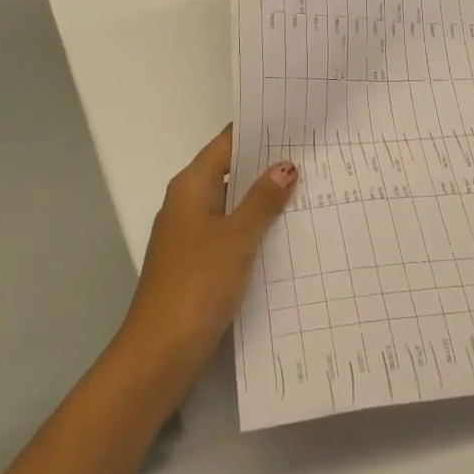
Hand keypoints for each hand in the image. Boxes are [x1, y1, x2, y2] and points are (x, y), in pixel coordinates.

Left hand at [115, 126, 296, 400]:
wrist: (160, 352)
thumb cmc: (197, 283)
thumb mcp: (236, 237)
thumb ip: (262, 200)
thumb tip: (285, 166)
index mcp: (190, 186)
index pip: (226, 144)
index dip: (257, 131)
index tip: (294, 120)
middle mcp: (188, 203)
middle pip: (230, 171)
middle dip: (267, 164)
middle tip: (313, 152)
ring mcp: (192, 235)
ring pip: (233, 204)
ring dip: (264, 199)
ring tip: (310, 187)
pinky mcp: (199, 263)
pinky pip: (232, 233)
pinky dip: (256, 228)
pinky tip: (287, 232)